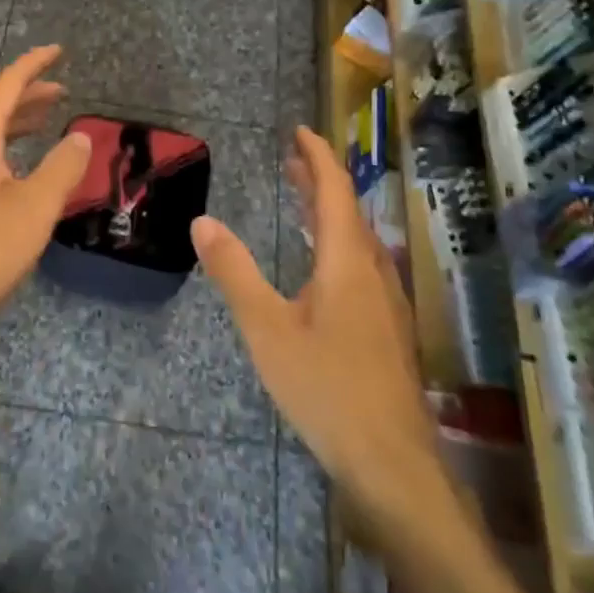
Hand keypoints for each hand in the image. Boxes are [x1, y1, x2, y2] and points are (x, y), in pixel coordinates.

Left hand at [0, 46, 90, 359]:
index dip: (34, 66)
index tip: (58, 50)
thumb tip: (81, 135)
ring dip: (16, 124)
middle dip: (29, 96)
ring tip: (46, 122)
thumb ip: (63, 166)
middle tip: (62, 90)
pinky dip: (4, 149)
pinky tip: (18, 168)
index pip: (6, 87)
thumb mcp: (36, 206)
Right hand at [193, 126, 444, 521]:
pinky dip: (336, 242)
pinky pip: (360, 264)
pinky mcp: (387, 328)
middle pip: (349, 210)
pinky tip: (321, 264)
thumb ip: (235, 272)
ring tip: (300, 199)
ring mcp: (386, 301)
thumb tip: (202, 221)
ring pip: (357, 239)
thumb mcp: (267, 328)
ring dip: (329, 211)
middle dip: (320, 180)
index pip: (336, 190)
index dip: (318, 156)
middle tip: (291, 159)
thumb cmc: (326, 388)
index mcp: (347, 261)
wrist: (391, 461)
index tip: (299, 130)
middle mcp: (373, 271)